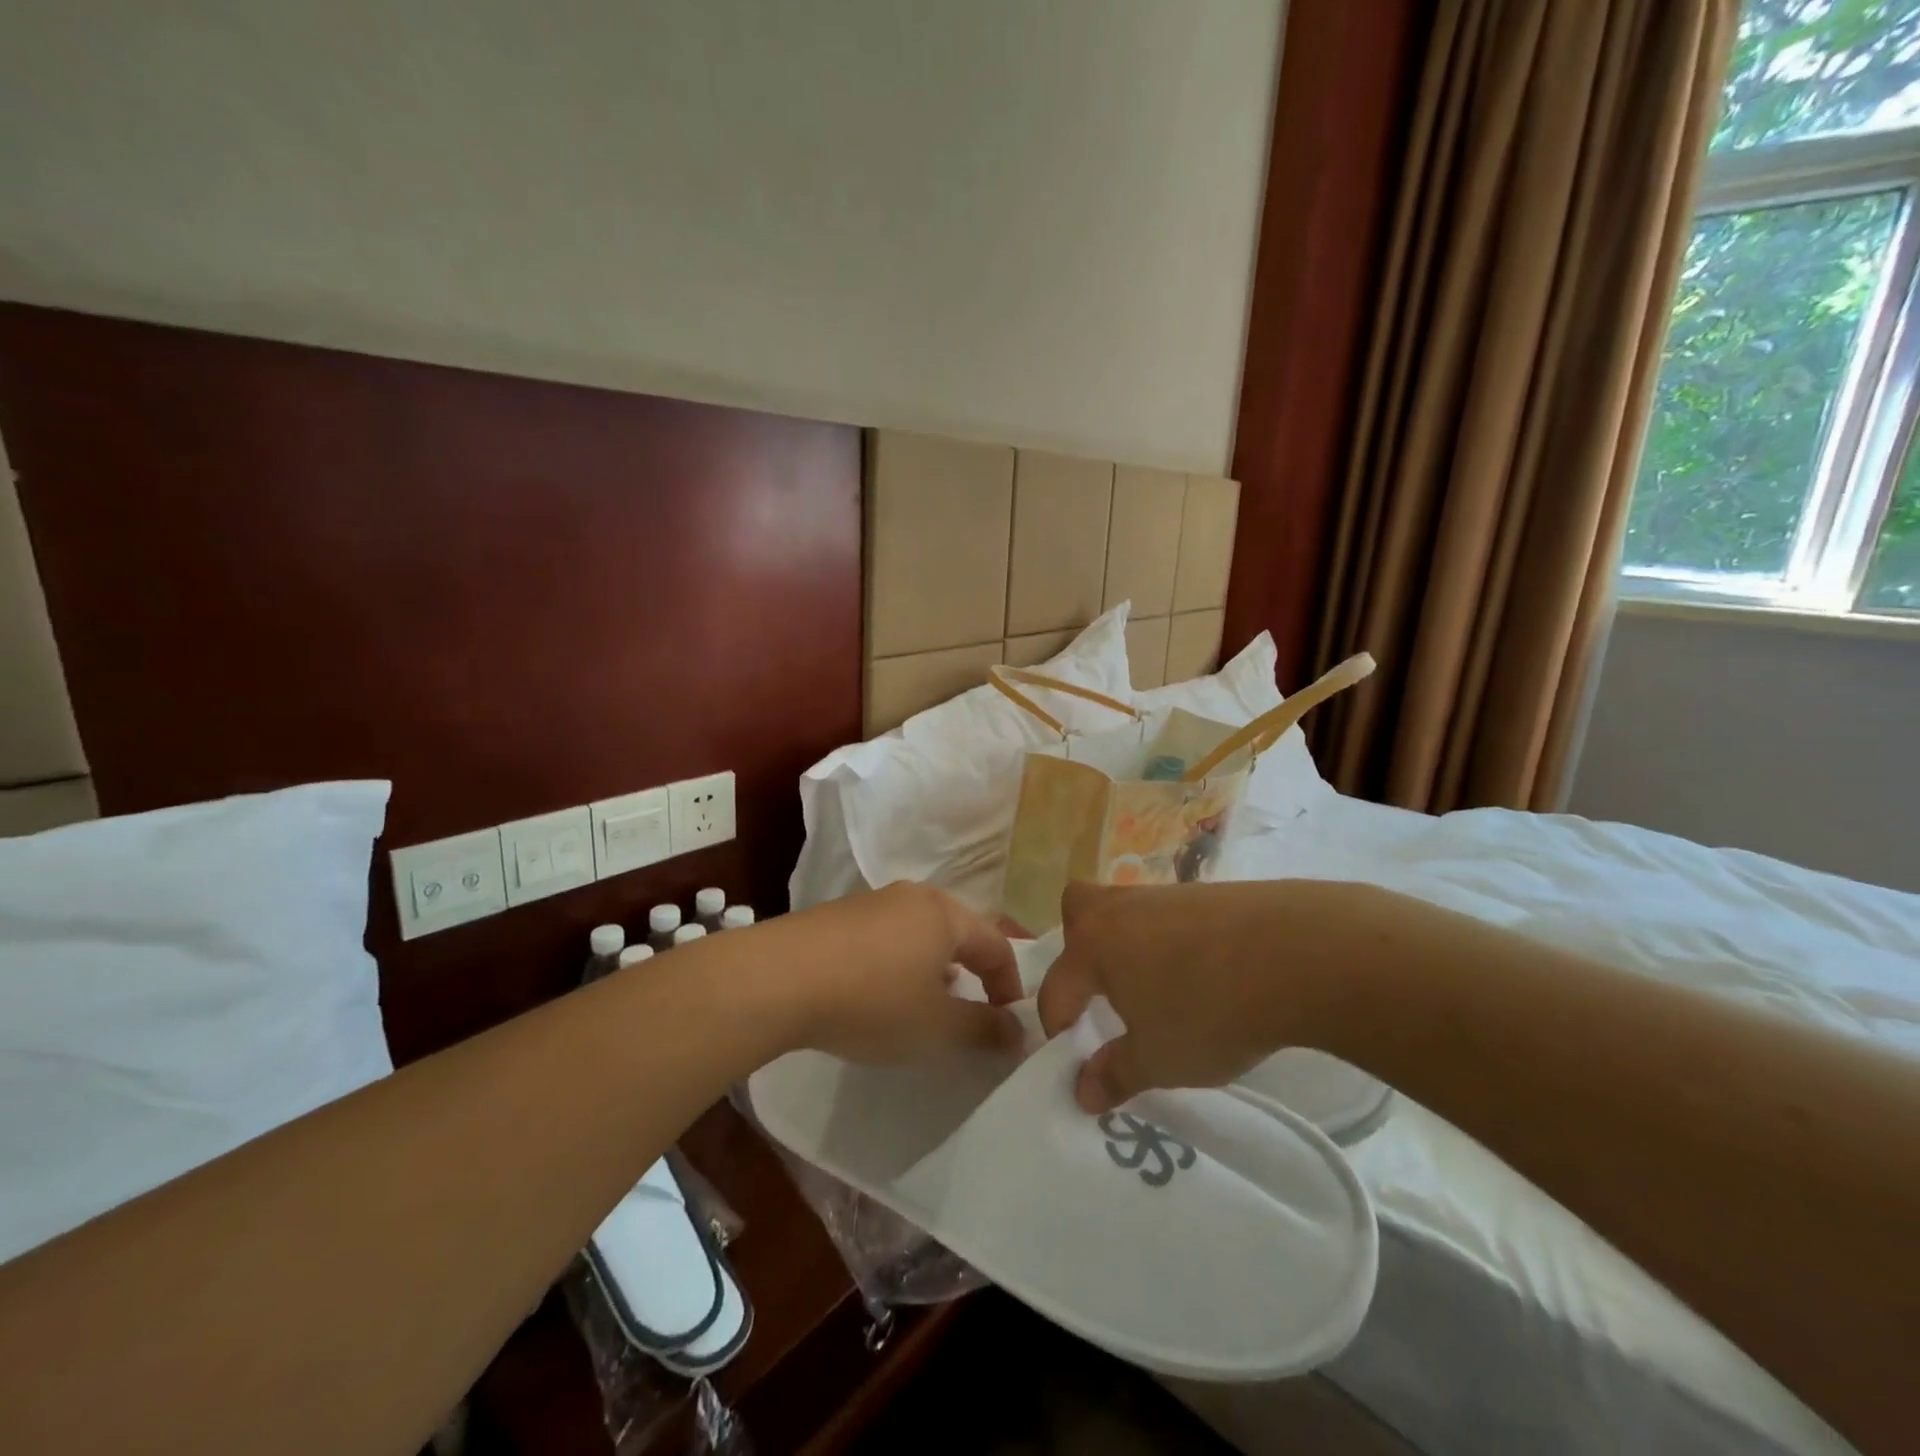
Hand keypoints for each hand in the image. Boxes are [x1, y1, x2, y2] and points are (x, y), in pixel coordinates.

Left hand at [763, 883, 1023, 1064]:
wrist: (778, 979)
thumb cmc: (872, 1000)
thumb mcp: (936, 1026)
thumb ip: (984, 1028)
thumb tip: (1017, 1030)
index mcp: (945, 914)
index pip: (996, 945)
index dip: (1009, 985)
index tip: (1007, 1025)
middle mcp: (913, 897)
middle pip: (958, 931)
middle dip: (971, 971)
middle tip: (972, 1008)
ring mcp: (872, 901)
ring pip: (920, 932)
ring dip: (933, 967)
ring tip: (925, 1002)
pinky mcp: (838, 914)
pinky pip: (885, 935)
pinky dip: (897, 962)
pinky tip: (877, 991)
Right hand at [1037, 879, 1356, 1112]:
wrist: (1298, 954)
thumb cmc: (1211, 1011)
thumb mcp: (1160, 1059)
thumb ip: (1115, 1074)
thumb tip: (1082, 1092)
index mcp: (1094, 945)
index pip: (1056, 987)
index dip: (1057, 1027)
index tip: (1075, 1059)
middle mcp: (1119, 910)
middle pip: (1077, 908)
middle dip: (1078, 945)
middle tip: (1102, 987)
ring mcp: (1165, 894)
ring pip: (1126, 908)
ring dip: (1129, 943)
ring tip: (1160, 987)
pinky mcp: (1207, 893)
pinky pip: (1170, 913)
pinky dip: (1173, 938)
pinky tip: (1205, 971)